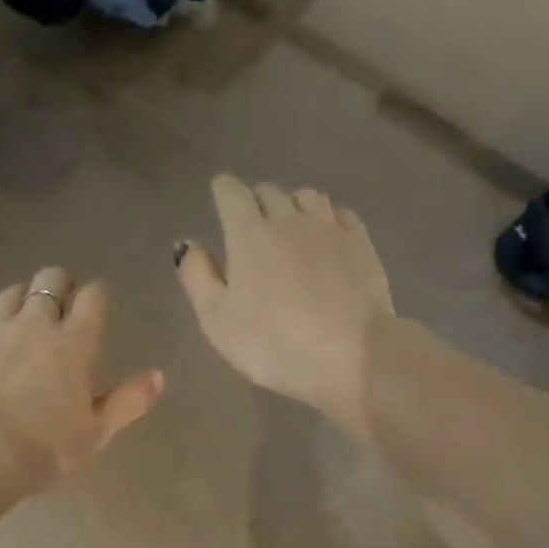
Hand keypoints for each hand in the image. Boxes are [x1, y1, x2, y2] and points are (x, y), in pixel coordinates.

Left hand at [0, 267, 163, 492]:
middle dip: (60, 285)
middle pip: (50, 280)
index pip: (93, 298)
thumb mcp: (96, 434)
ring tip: (23, 316)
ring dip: (22, 298)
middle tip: (61, 305)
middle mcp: (35, 325)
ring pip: (11, 292)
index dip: (97, 296)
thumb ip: (128, 401)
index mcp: (75, 345)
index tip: (96, 306)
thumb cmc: (44, 450)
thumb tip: (158, 375)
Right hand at [176, 176, 394, 438]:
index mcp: (249, 234)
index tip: (220, 201)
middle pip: (269, 192)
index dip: (223, 192)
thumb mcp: (217, 321)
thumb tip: (187, 244)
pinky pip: (340, 214)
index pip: (231, 192)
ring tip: (290, 228)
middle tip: (252, 228)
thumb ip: (197, 278)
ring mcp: (330, 228)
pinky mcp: (361, 244)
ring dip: (293, 206)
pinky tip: (326, 235)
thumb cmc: (273, 344)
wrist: (351, 356)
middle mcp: (289, 219)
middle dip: (255, 202)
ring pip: (307, 197)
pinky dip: (327, 217)